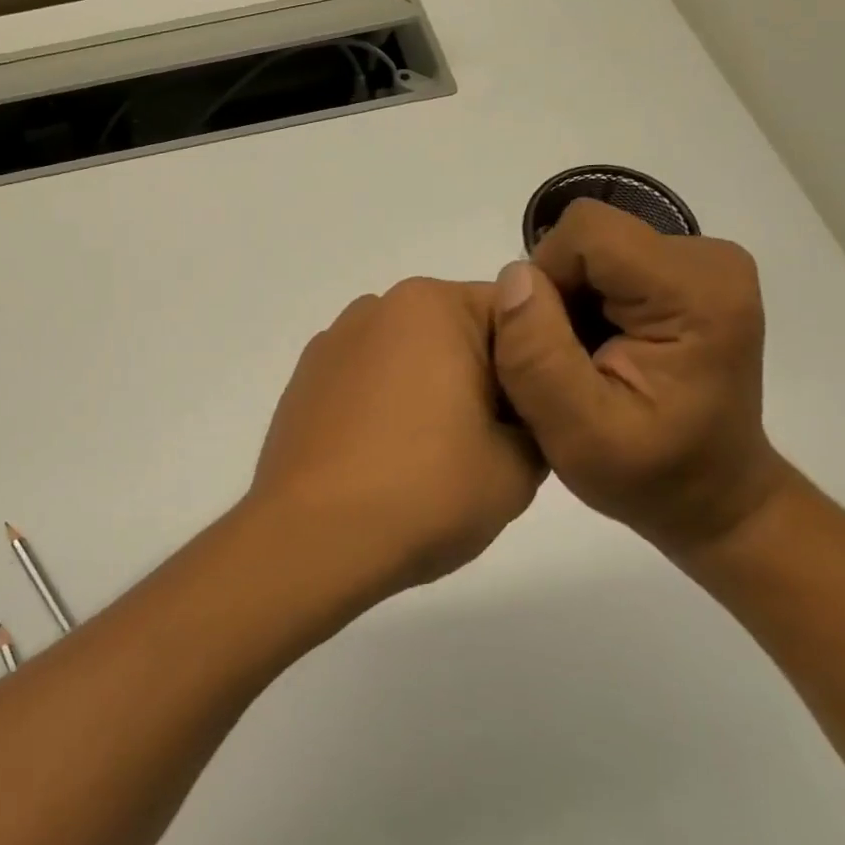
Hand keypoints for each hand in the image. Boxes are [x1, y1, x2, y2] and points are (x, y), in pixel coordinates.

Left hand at [246, 278, 545, 599]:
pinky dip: (385, 405)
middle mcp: (377, 306)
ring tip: (431, 458)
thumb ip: (538, 419)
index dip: (540, 366)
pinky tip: (383, 458)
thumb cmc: (425, 491)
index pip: (517, 316)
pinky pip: (366, 379)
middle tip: (493, 445)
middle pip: (458, 332)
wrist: (313, 539)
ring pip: (410, 356)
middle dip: (483, 376)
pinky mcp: (304, 379)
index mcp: (433, 306)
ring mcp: (333, 342)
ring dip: (431, 389)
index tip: (539, 419)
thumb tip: (517, 414)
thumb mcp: (520, 466)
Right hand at [491, 200, 793, 553]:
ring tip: (583, 360)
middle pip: (587, 237)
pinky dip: (586, 301)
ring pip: (590, 247)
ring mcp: (702, 262)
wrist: (713, 496)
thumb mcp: (577, 435)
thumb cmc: (651, 476)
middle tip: (567, 362)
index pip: (586, 234)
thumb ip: (538, 357)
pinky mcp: (688, 272)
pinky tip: (598, 349)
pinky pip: (605, 260)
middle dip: (557, 293)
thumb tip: (513, 275)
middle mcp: (708, 258)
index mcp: (696, 291)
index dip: (548, 281)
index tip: (554, 346)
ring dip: (568, 300)